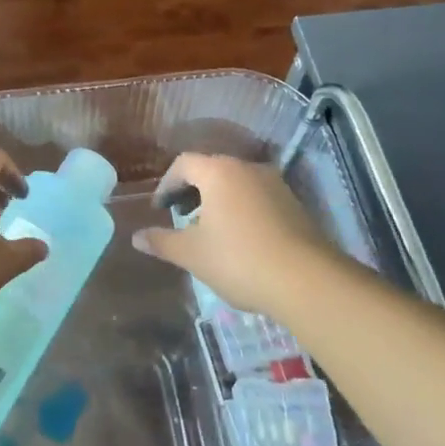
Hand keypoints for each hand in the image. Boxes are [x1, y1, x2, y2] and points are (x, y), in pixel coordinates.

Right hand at [132, 152, 337, 315]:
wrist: (308, 281)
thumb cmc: (239, 260)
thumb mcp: (192, 254)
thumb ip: (162, 242)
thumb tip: (136, 237)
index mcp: (218, 172)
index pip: (183, 164)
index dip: (166, 184)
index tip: (159, 209)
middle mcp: (247, 169)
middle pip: (211, 170)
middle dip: (191, 191)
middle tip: (179, 217)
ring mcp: (275, 185)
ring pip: (236, 184)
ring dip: (217, 201)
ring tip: (208, 231)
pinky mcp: (295, 205)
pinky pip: (257, 198)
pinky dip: (240, 210)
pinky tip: (239, 241)